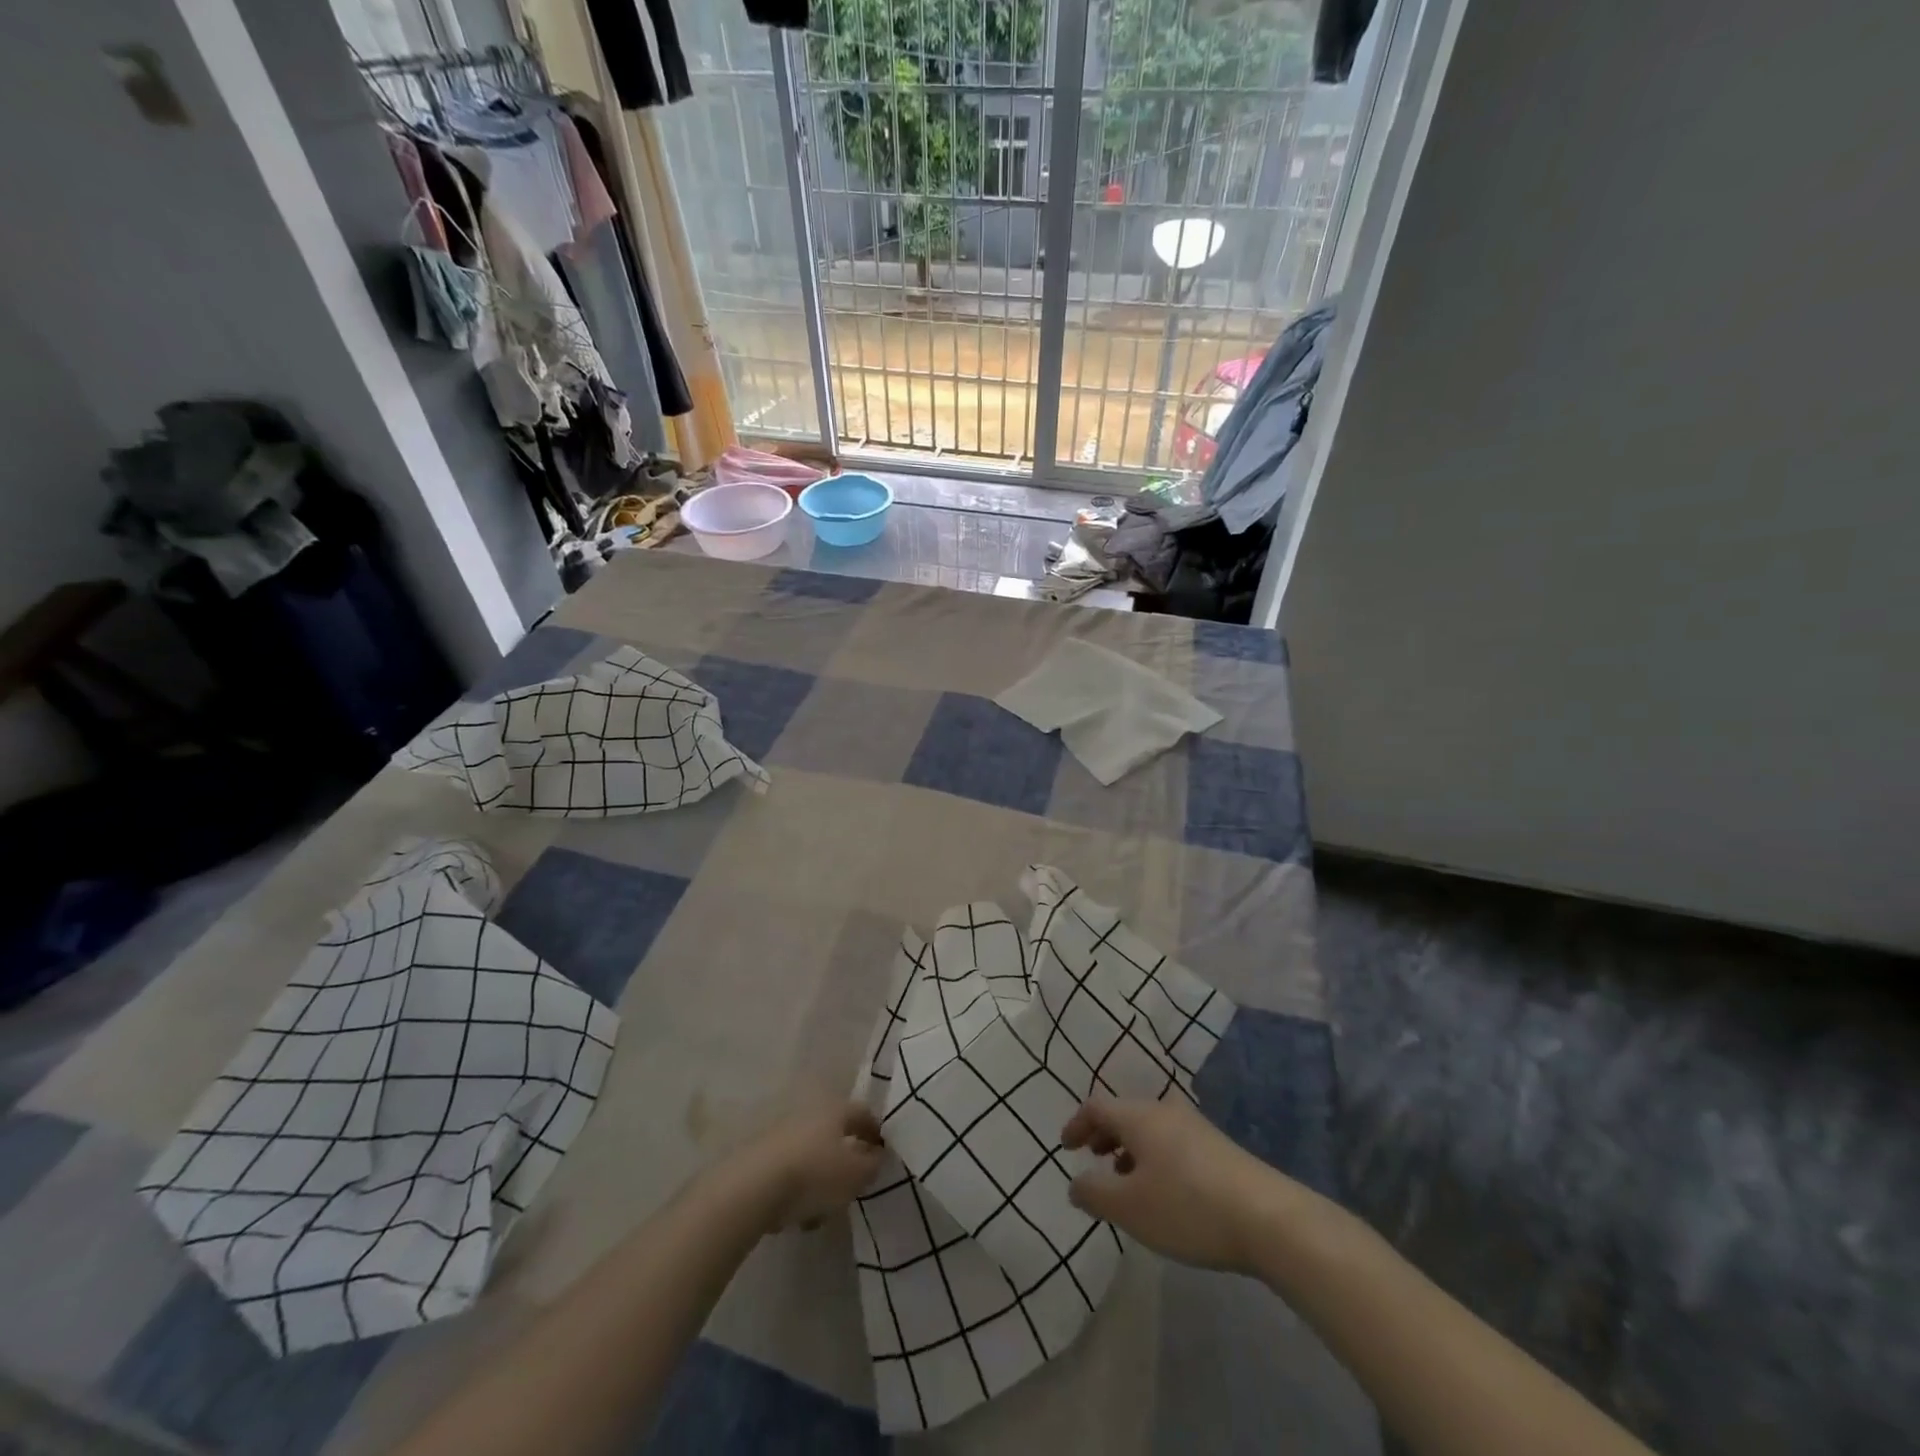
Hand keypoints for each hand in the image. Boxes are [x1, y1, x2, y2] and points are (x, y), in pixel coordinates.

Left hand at [730, 1099, 885, 1232]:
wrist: (752, 1189)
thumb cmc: (814, 1173)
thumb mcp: (856, 1174)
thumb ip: (873, 1165)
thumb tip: (877, 1156)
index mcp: (835, 1110)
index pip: (863, 1114)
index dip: (876, 1132)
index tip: (884, 1154)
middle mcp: (808, 1114)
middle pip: (835, 1135)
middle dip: (846, 1160)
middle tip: (855, 1185)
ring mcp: (781, 1135)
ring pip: (812, 1157)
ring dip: (821, 1180)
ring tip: (825, 1211)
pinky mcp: (760, 1159)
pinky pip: (790, 1174)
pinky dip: (798, 1192)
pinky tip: (799, 1217)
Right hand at [1061, 1095, 1282, 1273]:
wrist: (1269, 1219)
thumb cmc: (1188, 1207)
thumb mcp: (1130, 1208)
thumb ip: (1094, 1193)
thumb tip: (1075, 1183)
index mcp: (1139, 1116)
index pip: (1097, 1106)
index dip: (1077, 1124)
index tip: (1066, 1148)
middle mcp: (1165, 1111)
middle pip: (1125, 1113)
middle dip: (1104, 1134)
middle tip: (1092, 1158)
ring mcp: (1195, 1127)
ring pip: (1150, 1128)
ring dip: (1130, 1148)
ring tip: (1125, 1179)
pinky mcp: (1218, 1148)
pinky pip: (1171, 1142)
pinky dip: (1154, 1157)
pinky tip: (1164, 1191)